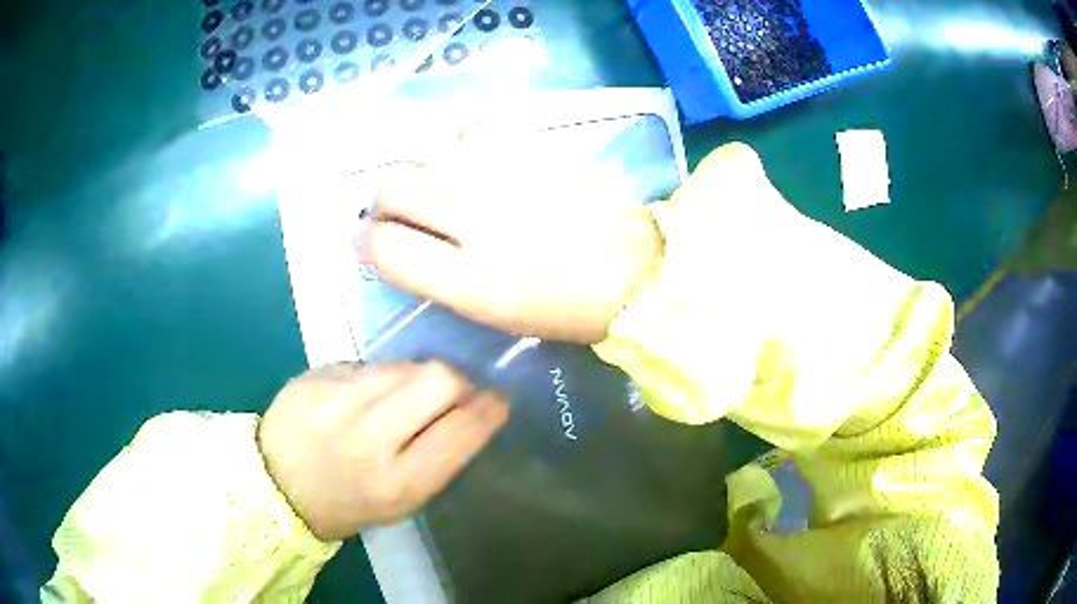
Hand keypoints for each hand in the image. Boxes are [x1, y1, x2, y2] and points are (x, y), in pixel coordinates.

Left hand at [258, 361, 507, 541]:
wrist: (274, 485)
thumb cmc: (346, 503)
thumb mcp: (400, 501)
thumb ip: (438, 457)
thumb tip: (472, 409)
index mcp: (395, 483)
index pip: (462, 430)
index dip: (490, 409)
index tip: (498, 400)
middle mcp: (367, 437)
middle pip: (439, 378)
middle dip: (458, 383)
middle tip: (453, 393)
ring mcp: (336, 399)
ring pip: (404, 364)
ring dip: (416, 379)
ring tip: (400, 399)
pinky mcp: (315, 374)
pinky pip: (368, 364)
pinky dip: (377, 378)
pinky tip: (361, 398)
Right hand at [365, 127, 663, 343]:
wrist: (636, 268)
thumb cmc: (564, 306)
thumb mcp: (492, 313)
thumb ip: (434, 276)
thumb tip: (390, 240)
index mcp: (474, 281)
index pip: (385, 248)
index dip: (367, 242)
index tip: (372, 239)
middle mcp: (481, 219)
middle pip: (391, 186)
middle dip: (382, 200)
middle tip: (398, 209)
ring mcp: (508, 173)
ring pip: (422, 150)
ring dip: (414, 168)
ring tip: (432, 182)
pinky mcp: (533, 144)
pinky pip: (468, 126)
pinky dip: (455, 142)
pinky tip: (467, 158)